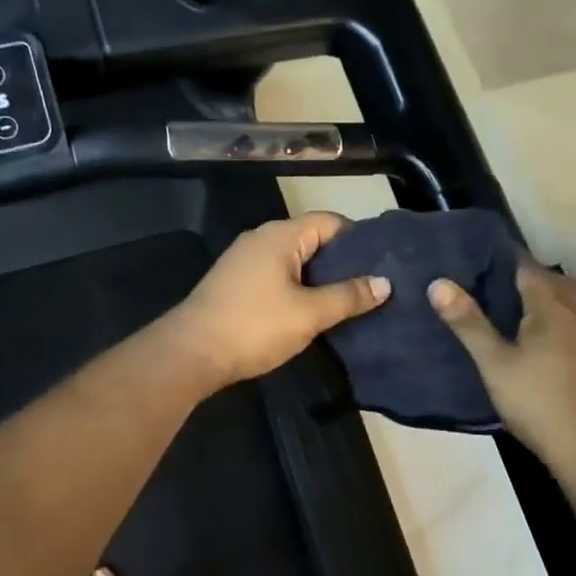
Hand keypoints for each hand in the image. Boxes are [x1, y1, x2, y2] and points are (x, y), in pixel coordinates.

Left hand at [169, 213, 389, 390]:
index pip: (330, 222)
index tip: (383, 262)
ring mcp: (245, 259)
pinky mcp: (235, 281)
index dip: (359, 239)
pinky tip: (312, 309)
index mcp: (280, 235)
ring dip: (320, 276)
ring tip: (350, 299)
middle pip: (312, 238)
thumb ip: (348, 296)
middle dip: (342, 260)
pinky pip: (277, 274)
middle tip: (373, 284)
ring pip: (294, 259)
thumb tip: (385, 283)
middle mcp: (261, 238)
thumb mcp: (309, 314)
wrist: (190, 353)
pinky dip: (298, 286)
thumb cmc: (254, 326)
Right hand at [429, 261, 575, 476]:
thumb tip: (439, 283)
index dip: (512, 260)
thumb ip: (468, 322)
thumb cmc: (537, 402)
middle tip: (515, 278)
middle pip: (564, 286)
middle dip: (541, 277)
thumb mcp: (493, 362)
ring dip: (572, 299)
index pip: (531, 272)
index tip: (492, 255)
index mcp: (551, 311)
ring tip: (554, 300)